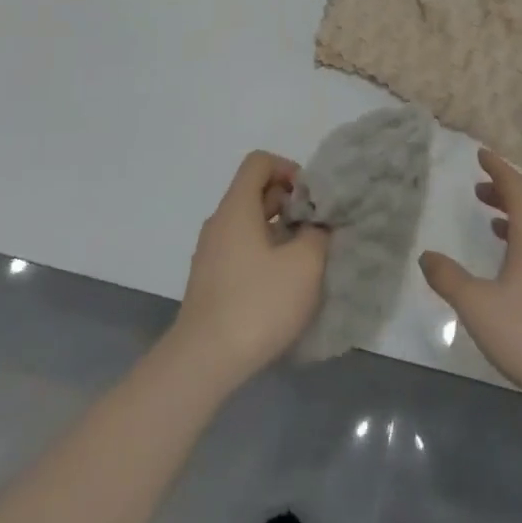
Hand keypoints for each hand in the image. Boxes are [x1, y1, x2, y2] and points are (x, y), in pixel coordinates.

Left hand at [169, 151, 328, 389]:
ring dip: (277, 232)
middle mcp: (219, 222)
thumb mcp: (304, 265)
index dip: (288, 169)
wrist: (204, 360)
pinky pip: (239, 250)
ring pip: (247, 224)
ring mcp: (210, 252)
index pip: (259, 162)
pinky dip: (262, 254)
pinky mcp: (209, 281)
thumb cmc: (257, 303)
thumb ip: (317, 234)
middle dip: (288, 203)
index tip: (310, 198)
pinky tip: (280, 287)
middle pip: (254, 192)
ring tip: (303, 260)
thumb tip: (316, 225)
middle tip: (314, 230)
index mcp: (237, 206)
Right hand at [420, 149, 521, 416]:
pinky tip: (515, 269)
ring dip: (515, 218)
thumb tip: (427, 256)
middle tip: (479, 188)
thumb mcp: (480, 308)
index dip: (498, 168)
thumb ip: (450, 280)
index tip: (482, 153)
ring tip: (492, 223)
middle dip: (504, 192)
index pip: (516, 187)